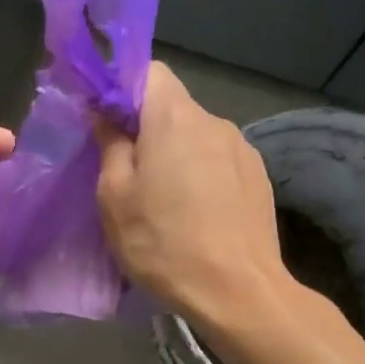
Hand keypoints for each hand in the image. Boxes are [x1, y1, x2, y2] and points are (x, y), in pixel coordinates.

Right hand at [94, 62, 290, 325]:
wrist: (238, 292)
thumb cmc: (164, 243)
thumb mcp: (115, 197)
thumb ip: (110, 145)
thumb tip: (106, 114)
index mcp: (175, 118)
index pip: (149, 71)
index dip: (122, 88)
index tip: (105, 121)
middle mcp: (214, 122)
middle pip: (172, 106)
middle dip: (146, 129)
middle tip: (126, 172)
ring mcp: (242, 149)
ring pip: (196, 136)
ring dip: (176, 154)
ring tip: (164, 200)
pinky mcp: (259, 177)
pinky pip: (218, 160)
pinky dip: (201, 174)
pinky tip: (196, 214)